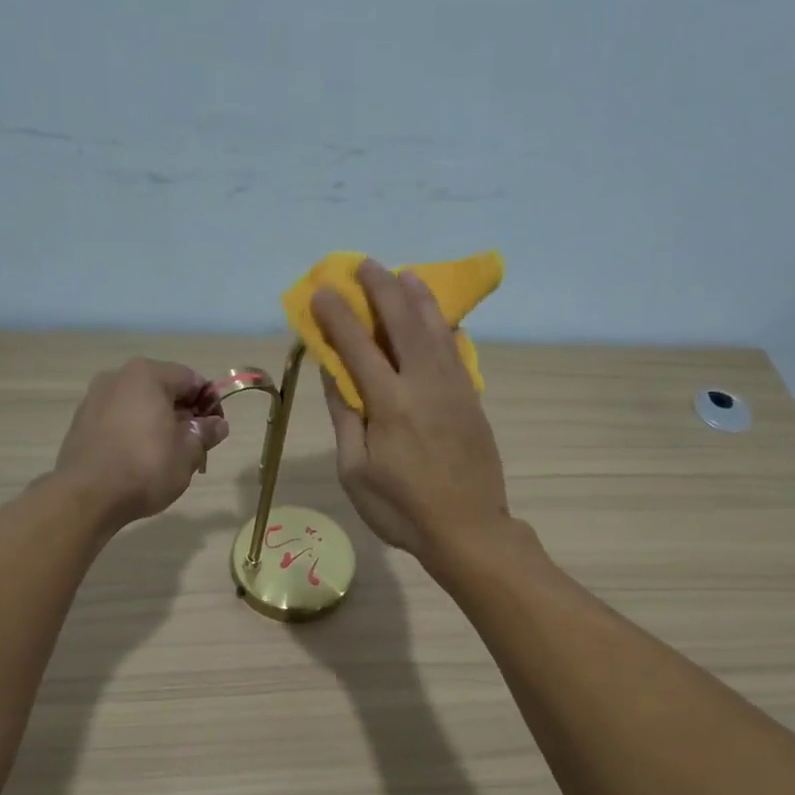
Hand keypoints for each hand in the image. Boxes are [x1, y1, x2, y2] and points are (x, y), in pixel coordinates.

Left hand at [54, 358, 228, 528]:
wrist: (88, 496)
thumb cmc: (146, 467)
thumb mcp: (188, 452)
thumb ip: (206, 432)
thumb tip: (217, 424)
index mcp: (147, 375)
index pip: (191, 379)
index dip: (210, 404)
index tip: (215, 430)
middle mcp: (118, 377)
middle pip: (163, 390)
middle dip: (183, 415)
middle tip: (194, 446)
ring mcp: (94, 399)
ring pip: (139, 406)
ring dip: (158, 424)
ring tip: (167, 456)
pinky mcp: (81, 422)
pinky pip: (118, 420)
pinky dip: (134, 432)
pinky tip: (139, 460)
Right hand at [312, 259, 510, 565]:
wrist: (467, 529)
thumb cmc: (401, 509)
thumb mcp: (356, 472)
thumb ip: (345, 418)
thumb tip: (333, 374)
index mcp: (389, 404)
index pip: (357, 346)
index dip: (337, 315)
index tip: (322, 290)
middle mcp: (424, 384)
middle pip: (402, 322)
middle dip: (380, 289)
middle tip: (363, 265)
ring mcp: (454, 389)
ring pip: (435, 329)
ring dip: (417, 297)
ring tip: (404, 273)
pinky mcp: (472, 399)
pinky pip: (457, 351)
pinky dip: (445, 327)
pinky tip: (439, 317)